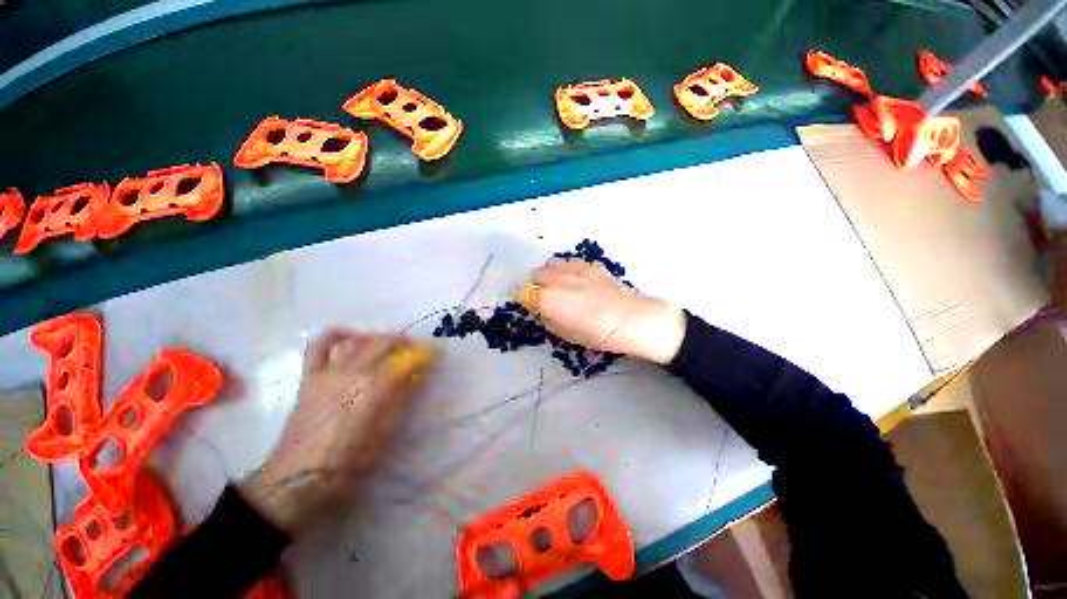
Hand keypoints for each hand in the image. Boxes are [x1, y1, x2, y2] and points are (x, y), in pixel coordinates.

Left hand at [240, 330, 431, 533]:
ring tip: (387, 344)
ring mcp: (328, 372)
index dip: (422, 355)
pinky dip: (335, 336)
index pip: (405, 361)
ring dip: (377, 337)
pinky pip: (318, 347)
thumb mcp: (385, 433)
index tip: (433, 354)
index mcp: (374, 388)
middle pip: (383, 344)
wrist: (299, 479)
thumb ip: (401, 399)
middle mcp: (353, 372)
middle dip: (404, 342)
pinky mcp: (310, 377)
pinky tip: (349, 336)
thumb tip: (415, 377)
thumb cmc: (349, 462)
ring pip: (357, 341)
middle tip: (415, 349)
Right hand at [522, 259, 685, 364]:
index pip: (527, 295)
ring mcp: (575, 269)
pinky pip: (571, 262)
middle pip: (536, 274)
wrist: (630, 319)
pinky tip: (578, 279)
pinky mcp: (590, 264)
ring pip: (551, 263)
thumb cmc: (597, 334)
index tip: (535, 308)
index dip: (529, 302)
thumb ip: (549, 320)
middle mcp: (557, 279)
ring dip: (550, 273)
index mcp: (548, 299)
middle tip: (546, 296)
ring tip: (560, 284)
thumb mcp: (567, 335)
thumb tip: (544, 311)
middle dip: (537, 285)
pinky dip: (568, 269)